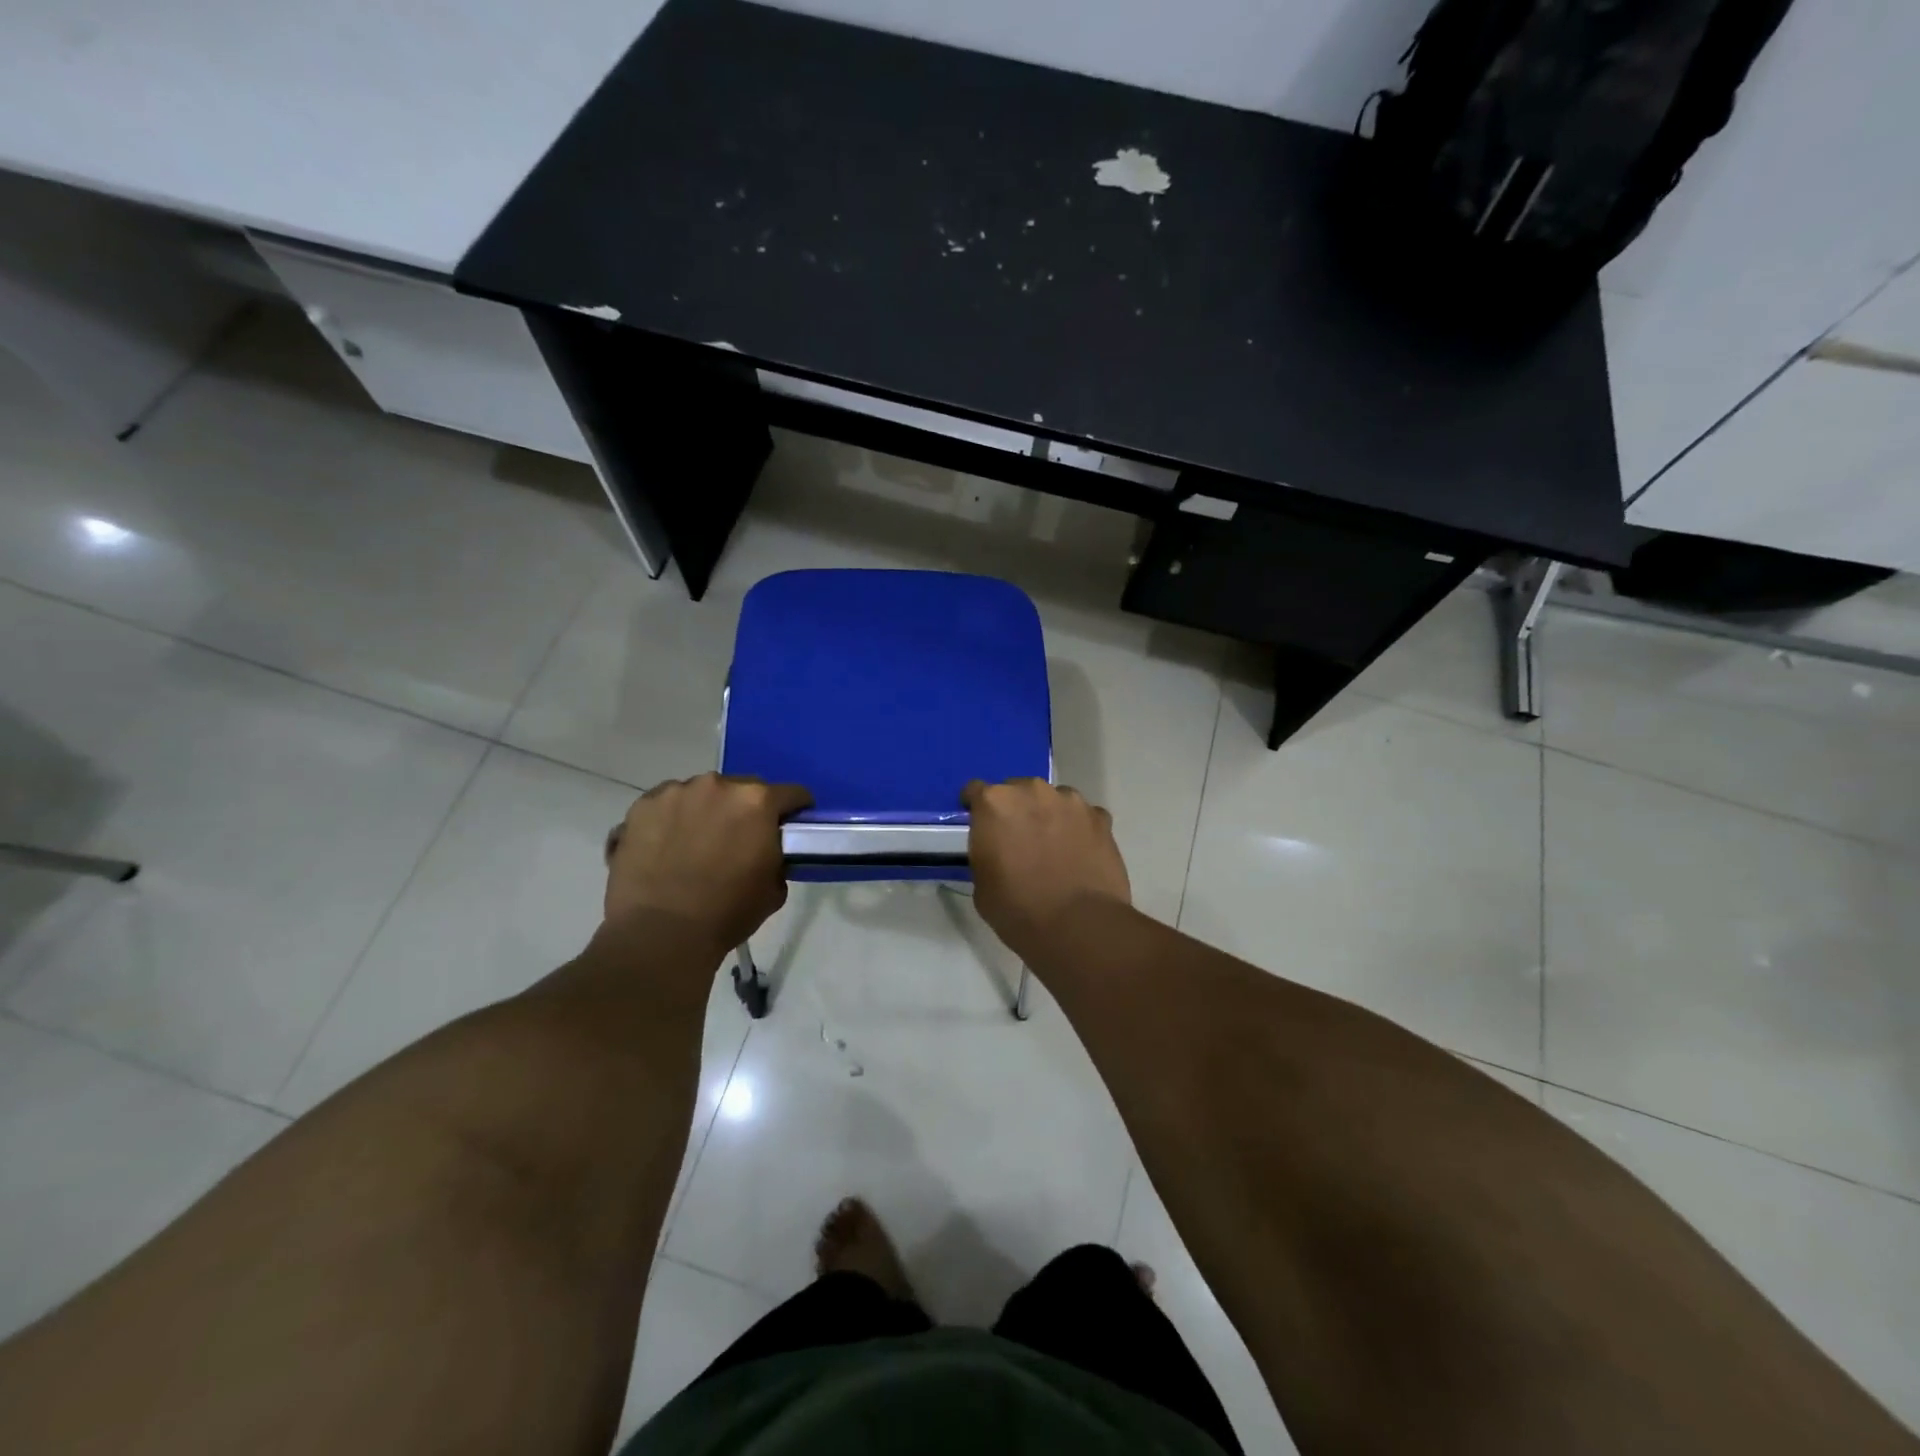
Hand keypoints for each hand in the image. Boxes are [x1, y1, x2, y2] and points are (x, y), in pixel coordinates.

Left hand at [603, 774, 811, 948]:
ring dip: (706, 811)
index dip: (795, 811)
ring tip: (695, 844)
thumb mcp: (774, 889)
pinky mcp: (641, 807)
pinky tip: (665, 847)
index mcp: (757, 802)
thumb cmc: (726, 913)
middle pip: (742, 789)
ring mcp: (674, 792)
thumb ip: (776, 857)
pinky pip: (665, 806)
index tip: (790, 827)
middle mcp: (717, 785)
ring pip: (701, 794)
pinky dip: (671, 820)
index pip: (791, 794)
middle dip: (745, 810)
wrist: (660, 934)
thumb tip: (767, 852)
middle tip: (738, 840)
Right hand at [962, 778, 1130, 953]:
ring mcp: (1070, 802)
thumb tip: (997, 853)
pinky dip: (1079, 829)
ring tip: (1053, 846)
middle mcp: (1032, 791)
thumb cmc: (1018, 909)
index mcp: (995, 803)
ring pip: (1053, 800)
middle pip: (1018, 790)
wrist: (1078, 925)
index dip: (976, 808)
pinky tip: (1079, 853)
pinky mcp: (1100, 818)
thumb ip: (986, 854)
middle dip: (1016, 810)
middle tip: (1019, 840)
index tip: (980, 825)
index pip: (976, 791)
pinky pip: (1083, 816)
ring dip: (1049, 815)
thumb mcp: (982, 885)